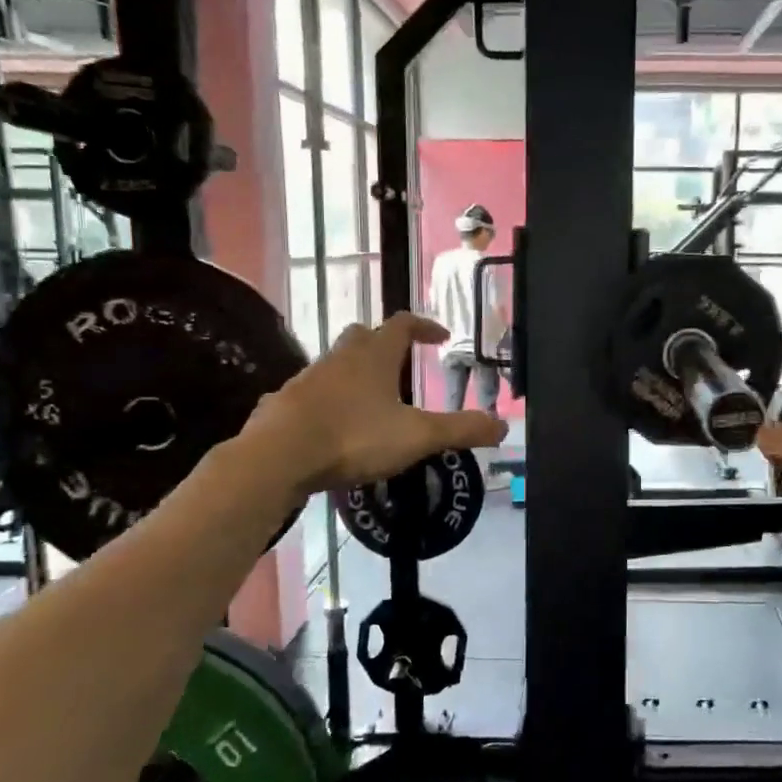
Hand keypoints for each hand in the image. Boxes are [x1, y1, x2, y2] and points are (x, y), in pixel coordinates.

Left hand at [245, 314, 508, 491]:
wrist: (278, 457)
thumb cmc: (354, 437)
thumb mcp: (417, 437)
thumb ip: (460, 430)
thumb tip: (503, 427)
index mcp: (374, 356)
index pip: (403, 324)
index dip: (424, 326)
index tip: (440, 337)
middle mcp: (339, 358)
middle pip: (363, 336)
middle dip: (384, 344)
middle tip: (401, 365)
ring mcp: (307, 378)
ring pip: (335, 364)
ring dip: (354, 373)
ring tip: (371, 401)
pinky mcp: (283, 403)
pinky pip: (310, 393)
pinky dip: (326, 401)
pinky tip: (332, 426)